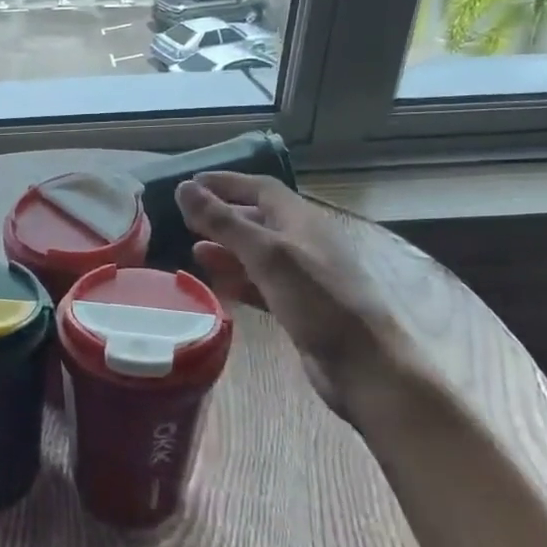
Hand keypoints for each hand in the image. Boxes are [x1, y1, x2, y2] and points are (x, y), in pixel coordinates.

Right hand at [176, 172, 409, 419]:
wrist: (363, 363)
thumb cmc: (318, 300)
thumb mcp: (267, 254)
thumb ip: (224, 222)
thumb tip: (183, 188)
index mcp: (302, 220)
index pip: (261, 188)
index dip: (226, 183)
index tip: (189, 184)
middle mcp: (304, 242)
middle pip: (259, 219)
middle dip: (223, 216)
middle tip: (186, 219)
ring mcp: (303, 276)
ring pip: (259, 253)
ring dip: (228, 249)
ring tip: (194, 250)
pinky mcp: (299, 307)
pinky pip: (262, 284)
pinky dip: (239, 279)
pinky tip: (219, 285)